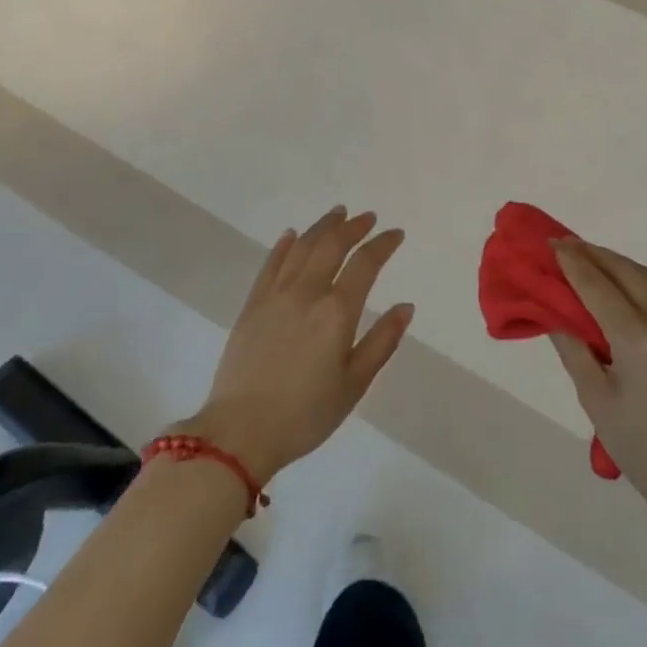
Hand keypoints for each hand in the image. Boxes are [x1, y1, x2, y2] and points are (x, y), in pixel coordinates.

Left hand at [180, 207, 412, 484]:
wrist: (240, 432)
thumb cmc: (306, 414)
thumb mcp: (354, 384)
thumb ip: (382, 341)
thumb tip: (405, 306)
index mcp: (337, 312)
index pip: (365, 264)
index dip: (382, 244)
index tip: (396, 234)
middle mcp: (307, 293)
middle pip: (332, 246)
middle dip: (353, 227)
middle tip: (367, 217)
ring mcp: (275, 296)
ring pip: (302, 248)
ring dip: (322, 227)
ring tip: (337, 214)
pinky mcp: (252, 305)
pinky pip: (271, 264)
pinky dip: (285, 245)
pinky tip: (292, 235)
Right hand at [548, 240, 646, 526]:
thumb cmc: (640, 447)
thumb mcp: (595, 398)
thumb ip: (573, 347)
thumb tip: (554, 312)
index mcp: (640, 339)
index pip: (598, 286)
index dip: (572, 262)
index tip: (552, 242)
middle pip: (629, 272)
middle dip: (596, 255)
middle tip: (569, 246)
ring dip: (622, 268)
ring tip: (595, 261)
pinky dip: (646, 290)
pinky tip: (630, 296)